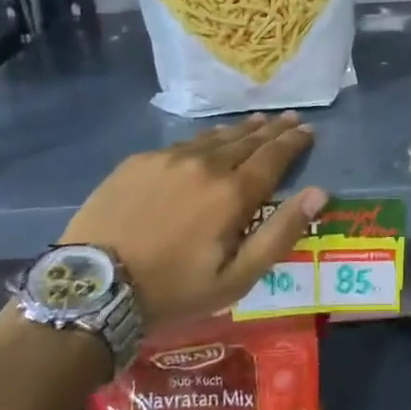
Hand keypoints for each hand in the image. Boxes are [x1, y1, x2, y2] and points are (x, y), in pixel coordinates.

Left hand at [60, 113, 325, 331]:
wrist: (92, 288)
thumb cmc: (173, 291)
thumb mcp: (236, 278)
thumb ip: (280, 233)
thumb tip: (318, 192)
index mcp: (232, 194)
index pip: (273, 157)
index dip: (293, 142)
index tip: (307, 129)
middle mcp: (205, 165)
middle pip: (247, 140)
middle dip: (272, 129)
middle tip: (289, 118)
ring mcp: (168, 159)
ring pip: (214, 138)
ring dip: (240, 130)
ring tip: (256, 121)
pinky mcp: (139, 162)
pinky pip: (182, 144)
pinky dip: (204, 140)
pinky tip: (207, 142)